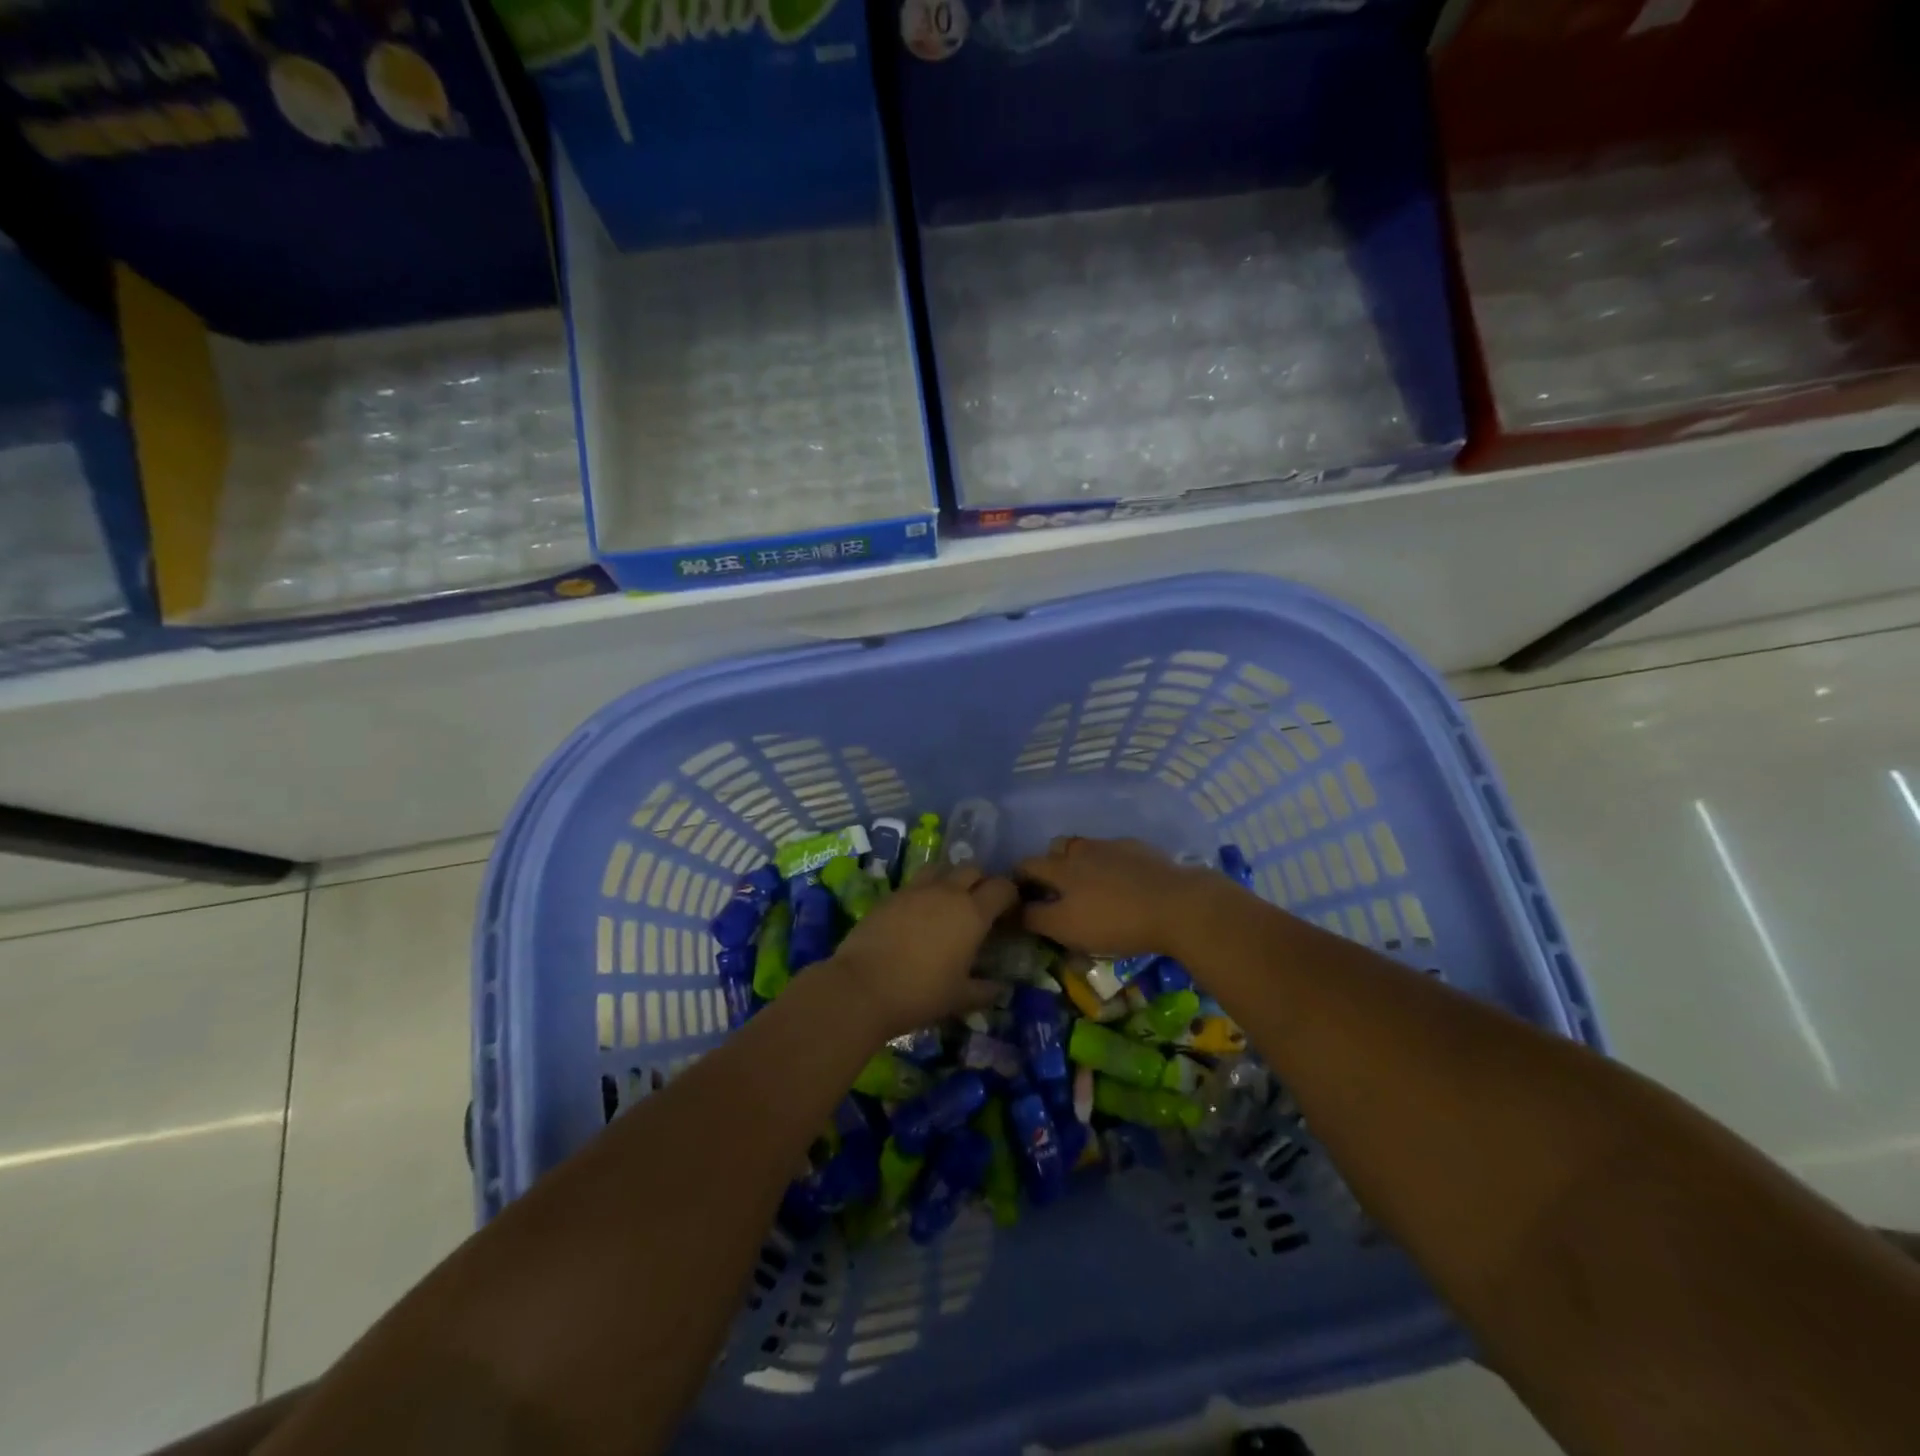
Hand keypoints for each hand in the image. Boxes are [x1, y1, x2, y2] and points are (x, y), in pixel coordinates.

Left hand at [829, 865, 1017, 1040]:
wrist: (863, 987)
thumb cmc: (920, 993)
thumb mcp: (960, 998)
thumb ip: (985, 990)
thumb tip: (1001, 988)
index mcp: (972, 913)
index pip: (1002, 887)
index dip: (1010, 896)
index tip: (1009, 913)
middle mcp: (947, 892)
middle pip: (973, 869)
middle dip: (981, 882)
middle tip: (980, 907)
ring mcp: (916, 889)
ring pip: (942, 868)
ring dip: (951, 879)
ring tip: (948, 903)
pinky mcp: (891, 894)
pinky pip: (916, 882)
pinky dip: (925, 890)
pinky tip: (919, 914)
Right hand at [1016, 836, 1215, 957]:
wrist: (1177, 905)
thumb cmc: (1115, 921)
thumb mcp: (1066, 928)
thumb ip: (1036, 918)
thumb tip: (1015, 910)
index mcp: (1060, 868)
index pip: (1026, 864)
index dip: (1018, 880)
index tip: (1021, 898)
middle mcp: (1082, 849)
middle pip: (1056, 848)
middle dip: (1050, 865)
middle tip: (1058, 892)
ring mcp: (1113, 846)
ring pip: (1087, 848)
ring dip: (1081, 863)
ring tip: (1092, 887)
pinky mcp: (1141, 850)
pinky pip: (1116, 853)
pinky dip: (1112, 865)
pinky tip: (1124, 884)